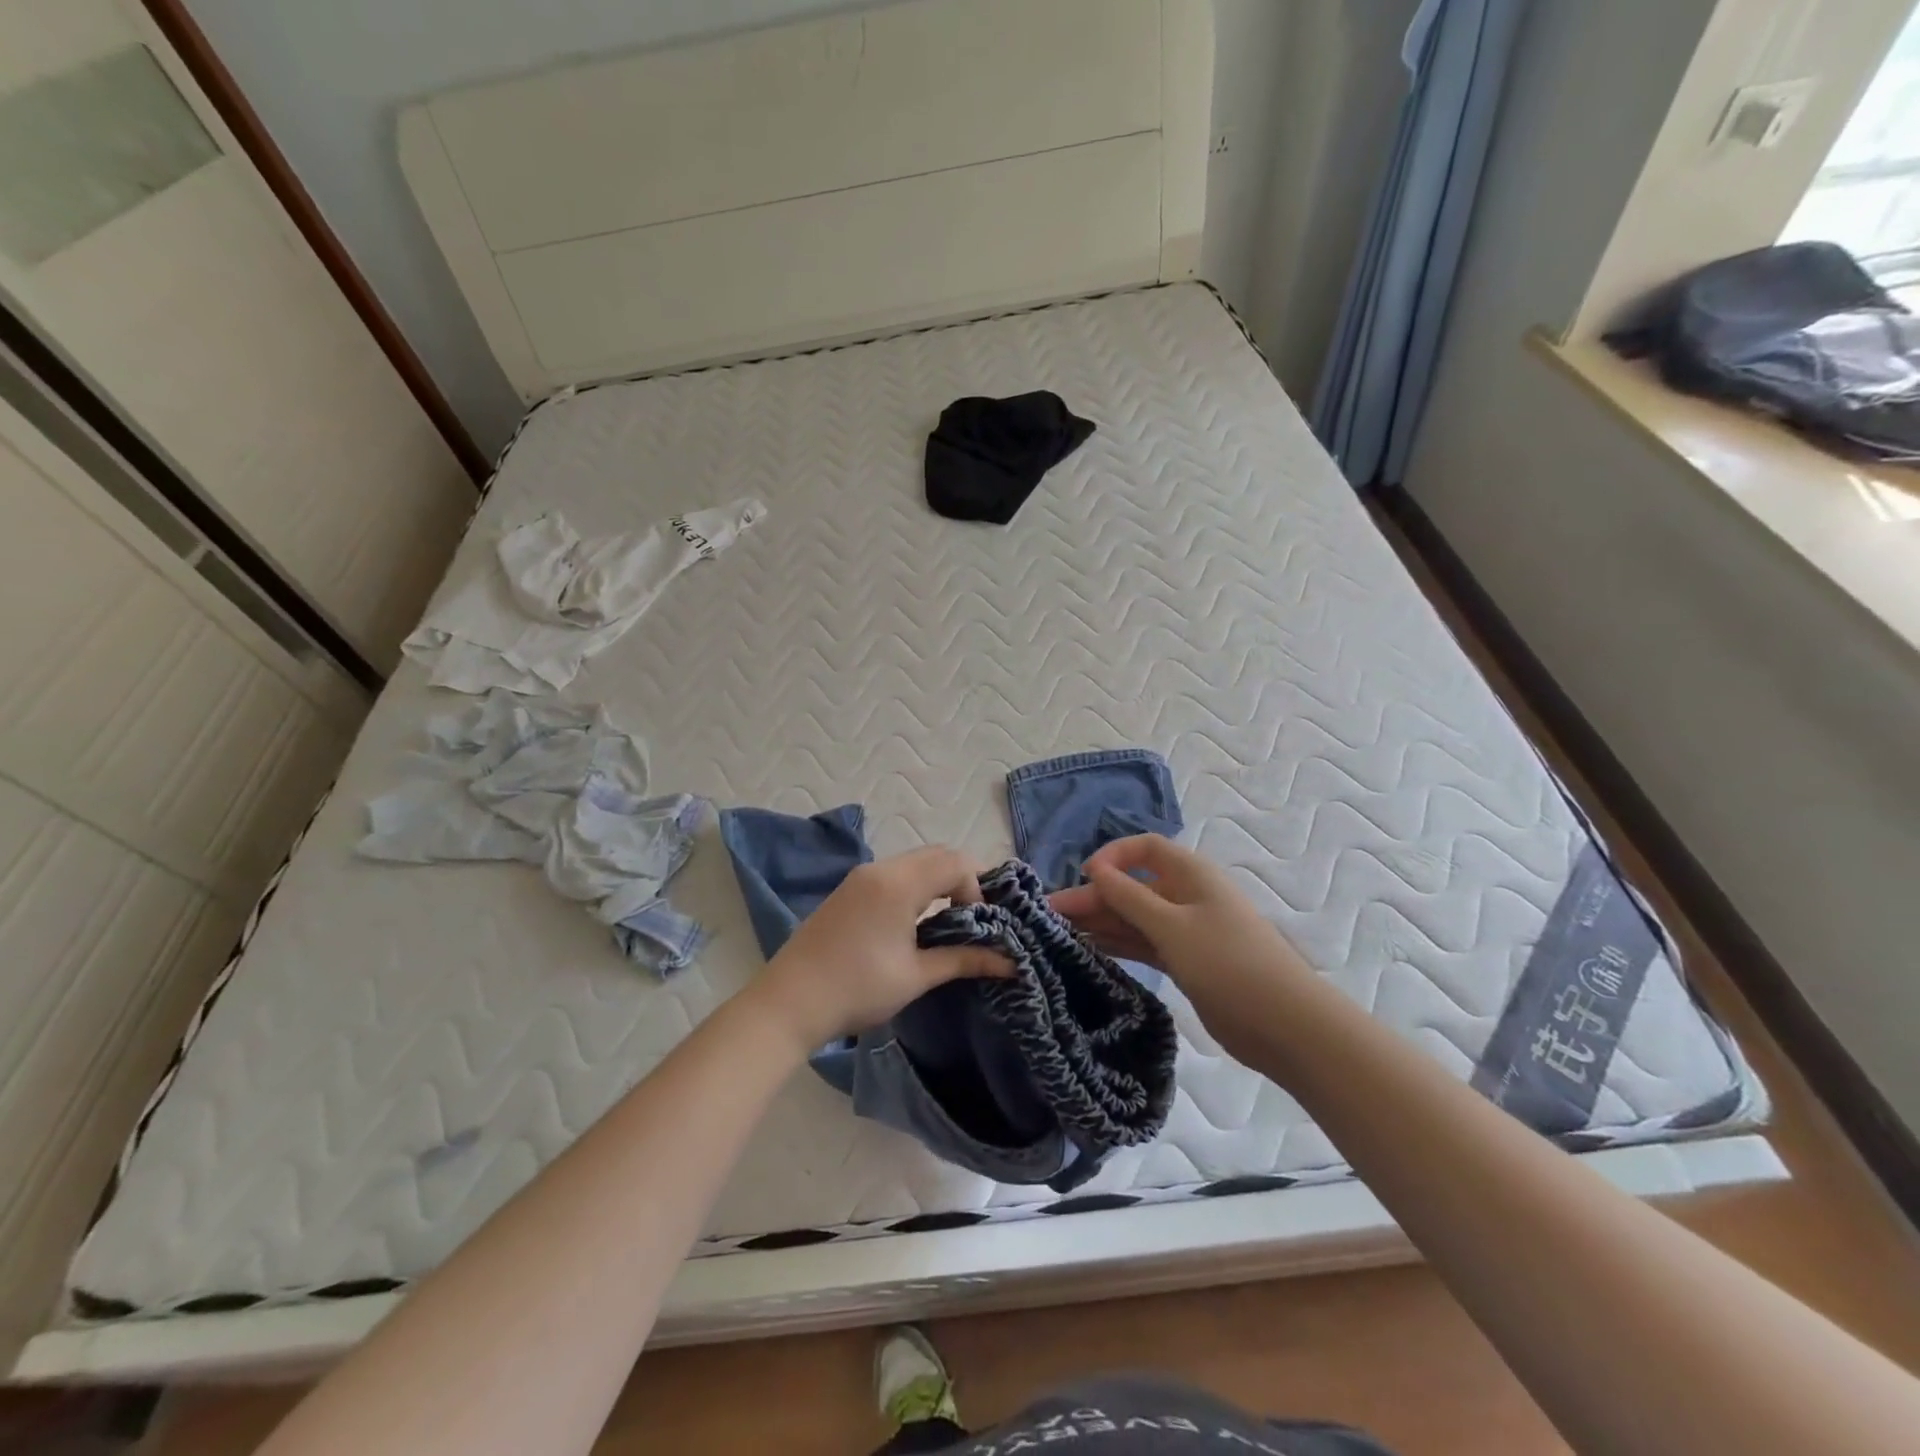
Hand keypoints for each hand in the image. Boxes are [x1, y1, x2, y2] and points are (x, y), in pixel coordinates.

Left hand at [749, 846, 1011, 1048]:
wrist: (789, 1002)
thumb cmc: (857, 989)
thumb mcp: (916, 976)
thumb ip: (964, 960)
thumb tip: (1011, 963)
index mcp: (899, 883)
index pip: (956, 863)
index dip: (978, 889)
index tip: (980, 926)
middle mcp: (880, 869)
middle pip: (936, 854)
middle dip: (962, 880)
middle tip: (974, 919)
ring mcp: (860, 877)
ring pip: (915, 862)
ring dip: (938, 882)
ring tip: (948, 922)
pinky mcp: (848, 890)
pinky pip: (894, 873)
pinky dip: (916, 886)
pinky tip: (915, 922)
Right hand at [1053, 836, 1316, 1037]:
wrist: (1284, 1024)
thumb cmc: (1227, 962)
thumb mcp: (1171, 926)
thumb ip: (1128, 897)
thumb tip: (1095, 869)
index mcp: (1190, 874)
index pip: (1145, 848)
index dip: (1113, 856)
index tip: (1084, 876)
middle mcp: (1186, 896)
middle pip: (1133, 886)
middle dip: (1095, 897)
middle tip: (1051, 914)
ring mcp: (1186, 930)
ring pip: (1135, 918)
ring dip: (1101, 922)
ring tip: (1059, 933)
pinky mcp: (1185, 961)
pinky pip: (1143, 943)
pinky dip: (1118, 945)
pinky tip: (1088, 950)